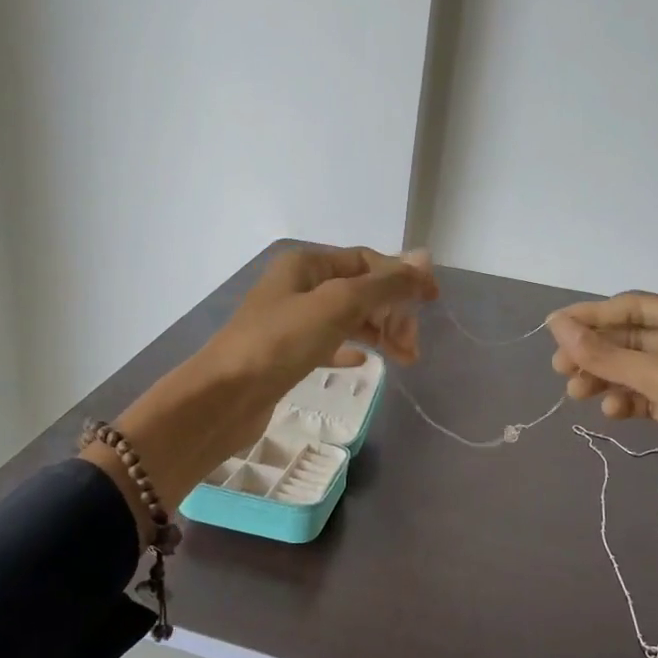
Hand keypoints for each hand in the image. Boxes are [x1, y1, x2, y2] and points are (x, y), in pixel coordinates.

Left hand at [195, 245, 438, 451]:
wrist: (224, 397)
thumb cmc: (280, 342)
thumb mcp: (338, 305)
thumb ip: (384, 284)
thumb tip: (424, 259)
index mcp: (306, 263)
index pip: (366, 260)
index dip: (402, 276)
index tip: (433, 301)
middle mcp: (298, 285)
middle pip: (359, 289)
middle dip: (391, 311)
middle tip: (412, 346)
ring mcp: (290, 320)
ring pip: (347, 318)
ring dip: (378, 333)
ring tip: (404, 358)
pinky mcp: (286, 353)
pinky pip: (328, 343)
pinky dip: (350, 349)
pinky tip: (364, 363)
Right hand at [546, 294, 657, 547]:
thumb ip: (606, 353)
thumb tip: (556, 325)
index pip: (636, 307)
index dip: (592, 317)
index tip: (552, 329)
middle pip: (635, 338)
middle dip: (597, 354)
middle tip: (561, 370)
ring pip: (639, 369)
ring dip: (608, 379)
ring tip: (578, 395)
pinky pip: (652, 395)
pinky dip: (629, 400)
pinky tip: (612, 413)